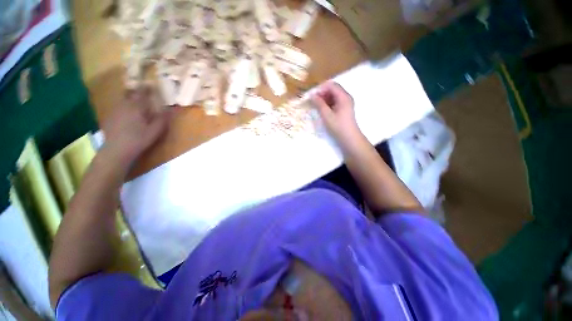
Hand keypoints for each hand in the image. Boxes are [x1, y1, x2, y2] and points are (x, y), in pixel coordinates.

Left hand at [102, 88, 171, 165]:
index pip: (142, 92)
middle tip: (144, 96)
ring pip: (123, 101)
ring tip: (137, 106)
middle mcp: (124, 105)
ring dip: (131, 101)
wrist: (116, 150)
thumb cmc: (138, 139)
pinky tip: (127, 117)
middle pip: (130, 94)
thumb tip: (171, 109)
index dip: (147, 88)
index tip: (152, 84)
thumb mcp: (155, 130)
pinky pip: (118, 108)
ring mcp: (115, 111)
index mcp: (136, 107)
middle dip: (137, 93)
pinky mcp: (109, 117)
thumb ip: (163, 118)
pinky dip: (124, 109)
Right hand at [311, 82, 361, 145]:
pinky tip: (323, 110)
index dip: (321, 89)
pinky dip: (328, 104)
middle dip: (323, 94)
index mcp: (343, 97)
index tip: (313, 97)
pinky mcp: (345, 109)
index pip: (331, 85)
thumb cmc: (338, 126)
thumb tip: (312, 96)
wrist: (349, 138)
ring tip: (317, 107)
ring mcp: (346, 103)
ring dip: (325, 99)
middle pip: (333, 89)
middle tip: (314, 102)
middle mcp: (346, 97)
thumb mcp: (327, 115)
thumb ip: (319, 104)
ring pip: (334, 96)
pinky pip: (336, 102)